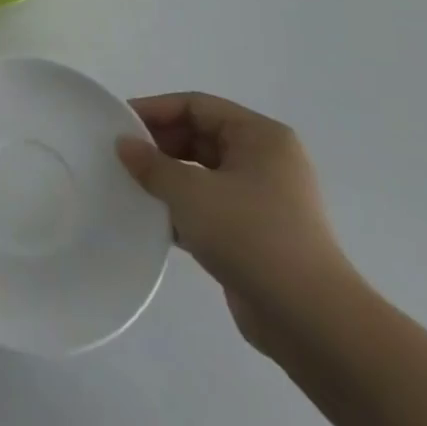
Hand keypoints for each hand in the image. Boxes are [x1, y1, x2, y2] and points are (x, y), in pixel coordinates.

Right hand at [116, 93, 359, 352]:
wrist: (309, 319)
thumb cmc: (250, 235)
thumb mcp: (190, 192)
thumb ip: (151, 164)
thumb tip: (124, 145)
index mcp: (260, 137)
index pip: (197, 106)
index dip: (155, 110)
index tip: (117, 124)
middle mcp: (265, 160)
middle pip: (200, 136)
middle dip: (159, 144)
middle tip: (119, 156)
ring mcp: (263, 198)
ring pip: (203, 173)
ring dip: (167, 177)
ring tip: (128, 185)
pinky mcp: (255, 233)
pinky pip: (209, 205)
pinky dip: (181, 207)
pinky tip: (150, 218)